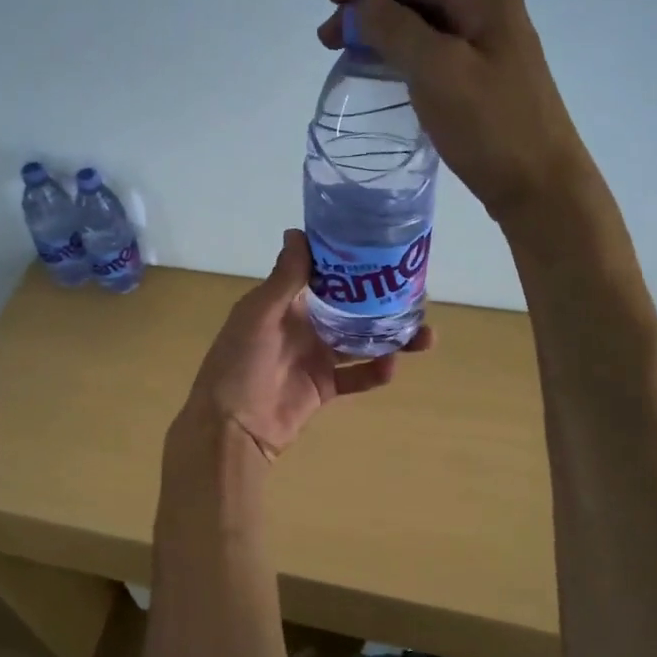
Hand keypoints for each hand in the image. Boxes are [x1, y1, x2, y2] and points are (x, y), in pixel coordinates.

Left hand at [181, 230, 433, 459]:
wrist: (232, 426)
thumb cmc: (239, 362)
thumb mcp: (259, 314)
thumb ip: (284, 278)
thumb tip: (298, 231)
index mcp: (285, 303)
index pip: (324, 275)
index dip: (352, 264)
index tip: (386, 252)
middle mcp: (303, 325)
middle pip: (351, 308)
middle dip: (382, 303)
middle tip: (418, 296)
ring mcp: (315, 357)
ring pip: (361, 342)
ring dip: (390, 338)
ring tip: (424, 336)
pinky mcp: (324, 387)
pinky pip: (357, 376)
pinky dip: (375, 373)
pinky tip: (391, 367)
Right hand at [318, 0, 595, 227]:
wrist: (539, 186)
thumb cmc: (491, 127)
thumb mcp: (438, 71)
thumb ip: (396, 29)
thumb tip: (363, 5)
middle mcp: (489, 11)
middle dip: (368, 5)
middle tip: (326, 35)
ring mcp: (489, 45)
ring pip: (423, 23)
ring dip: (381, 30)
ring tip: (345, 51)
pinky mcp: (484, 77)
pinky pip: (433, 51)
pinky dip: (400, 53)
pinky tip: (383, 69)